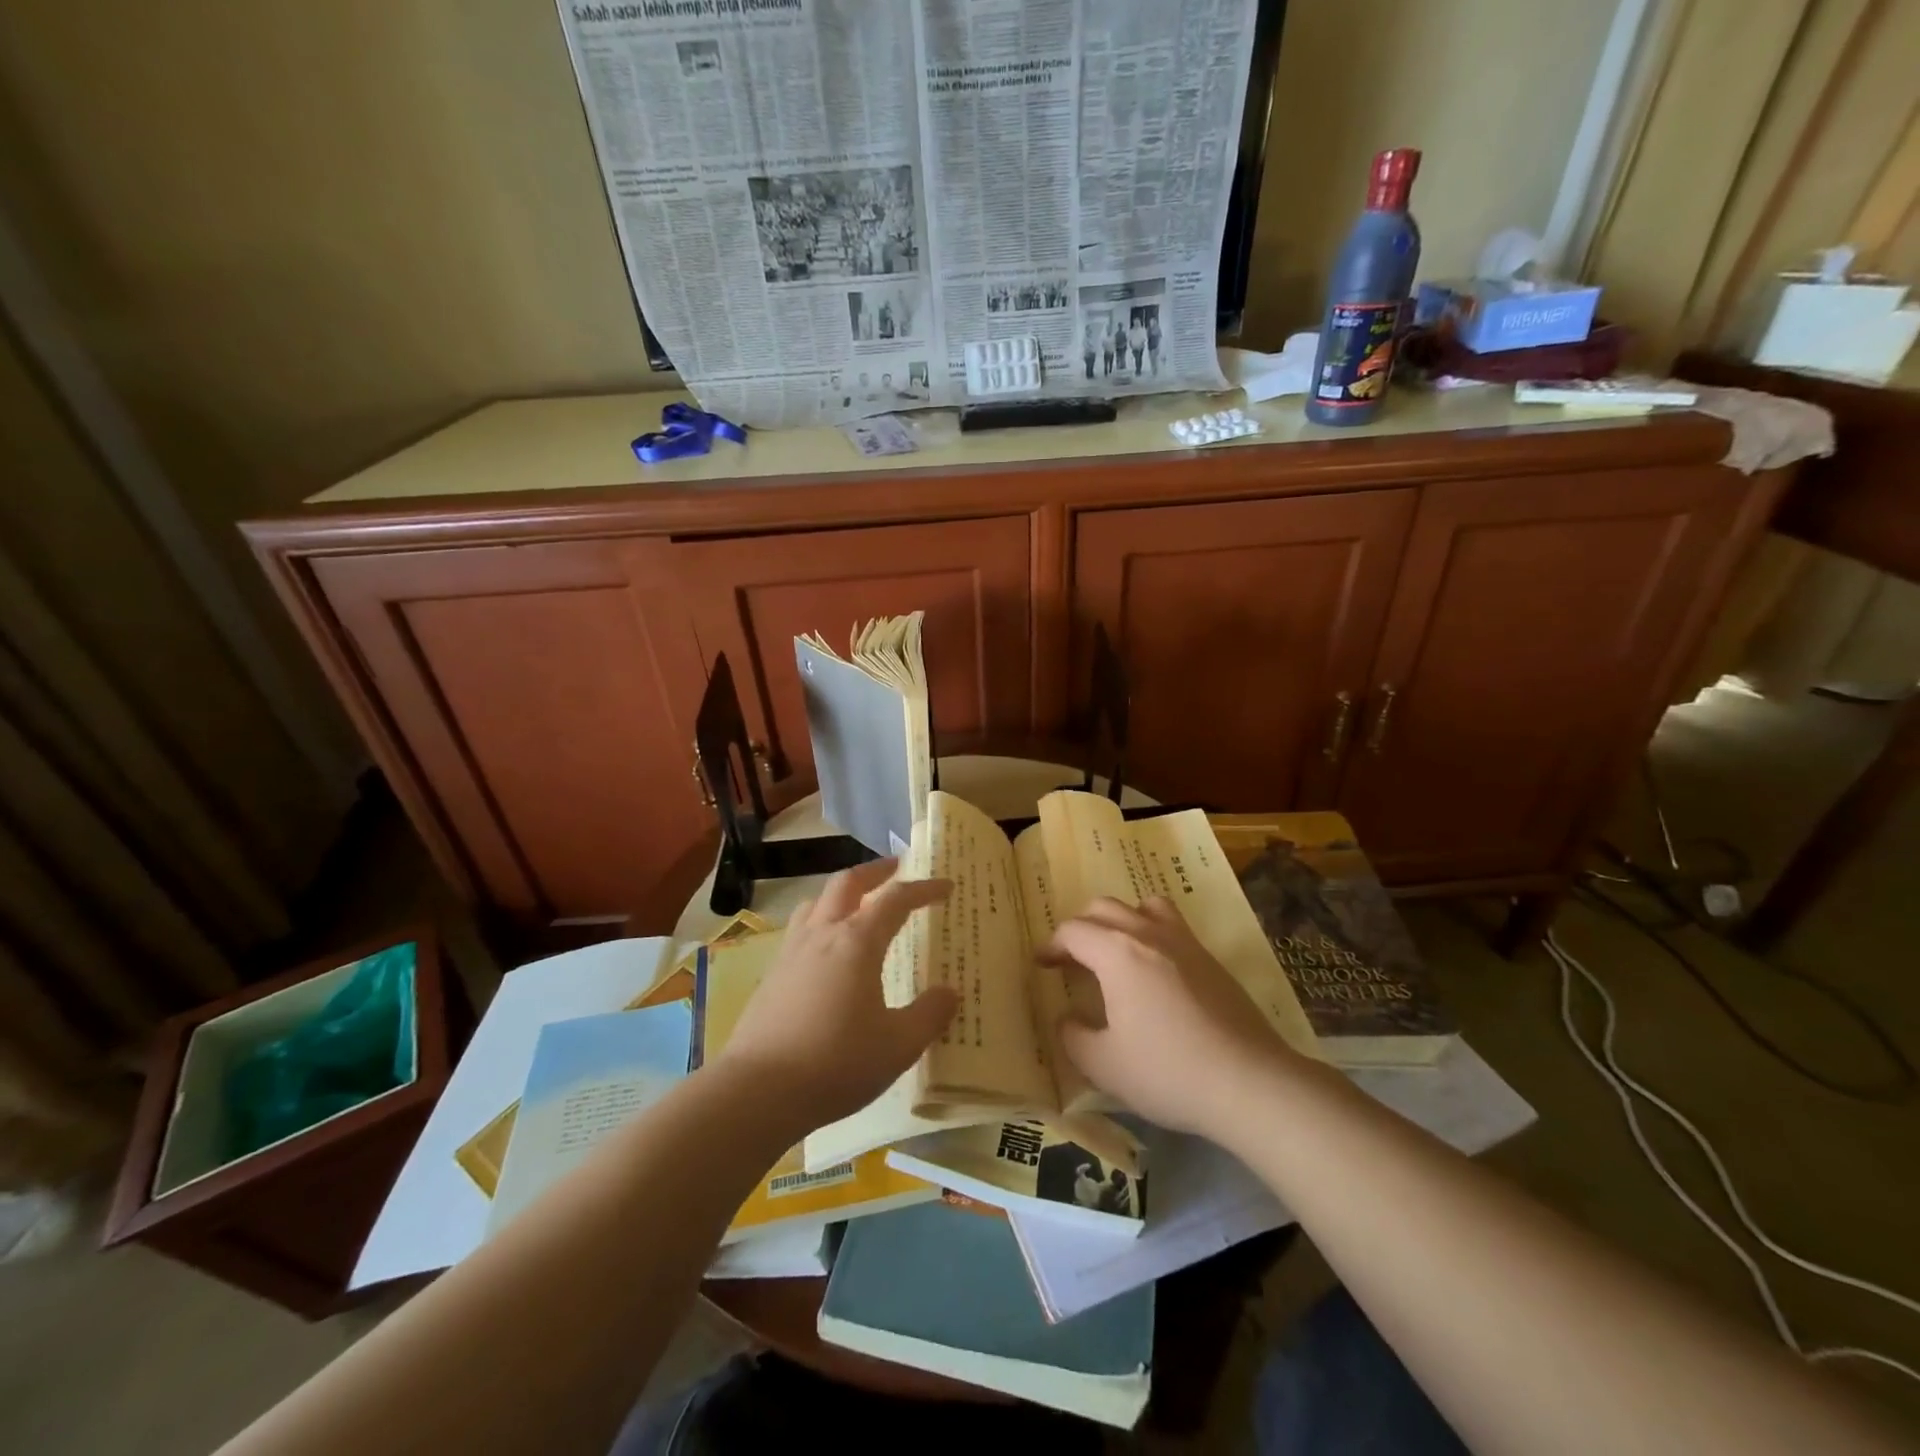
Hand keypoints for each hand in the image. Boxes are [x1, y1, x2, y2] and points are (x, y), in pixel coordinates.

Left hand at [716, 859, 955, 1134]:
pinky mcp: (772, 974)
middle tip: (896, 869)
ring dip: (842, 892)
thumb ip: (929, 1015)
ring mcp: (791, 951)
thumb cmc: (837, 1063)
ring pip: (816, 901)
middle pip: (848, 883)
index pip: (895, 899)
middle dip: (875, 871)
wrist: (757, 1091)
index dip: (923, 888)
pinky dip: (820, 921)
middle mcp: (823, 934)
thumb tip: (950, 992)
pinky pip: (800, 929)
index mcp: (857, 942)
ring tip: (857, 904)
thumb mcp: (898, 1046)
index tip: (945, 885)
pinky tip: (825, 951)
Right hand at [1049, 896, 1294, 1136]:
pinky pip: (1172, 925)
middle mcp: (1148, 934)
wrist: (1249, 1082)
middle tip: (1072, 959)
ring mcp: (1184, 942)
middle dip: (1080, 928)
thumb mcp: (1103, 1065)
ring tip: (1115, 951)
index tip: (1042, 965)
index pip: (1073, 932)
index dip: (1051, 945)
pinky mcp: (1210, 959)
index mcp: (1117, 952)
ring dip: (1120, 919)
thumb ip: (1073, 1036)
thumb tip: (1068, 1018)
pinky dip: (1151, 931)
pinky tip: (1155, 971)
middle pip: (1104, 908)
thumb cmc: (1167, 1071)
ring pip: (1143, 905)